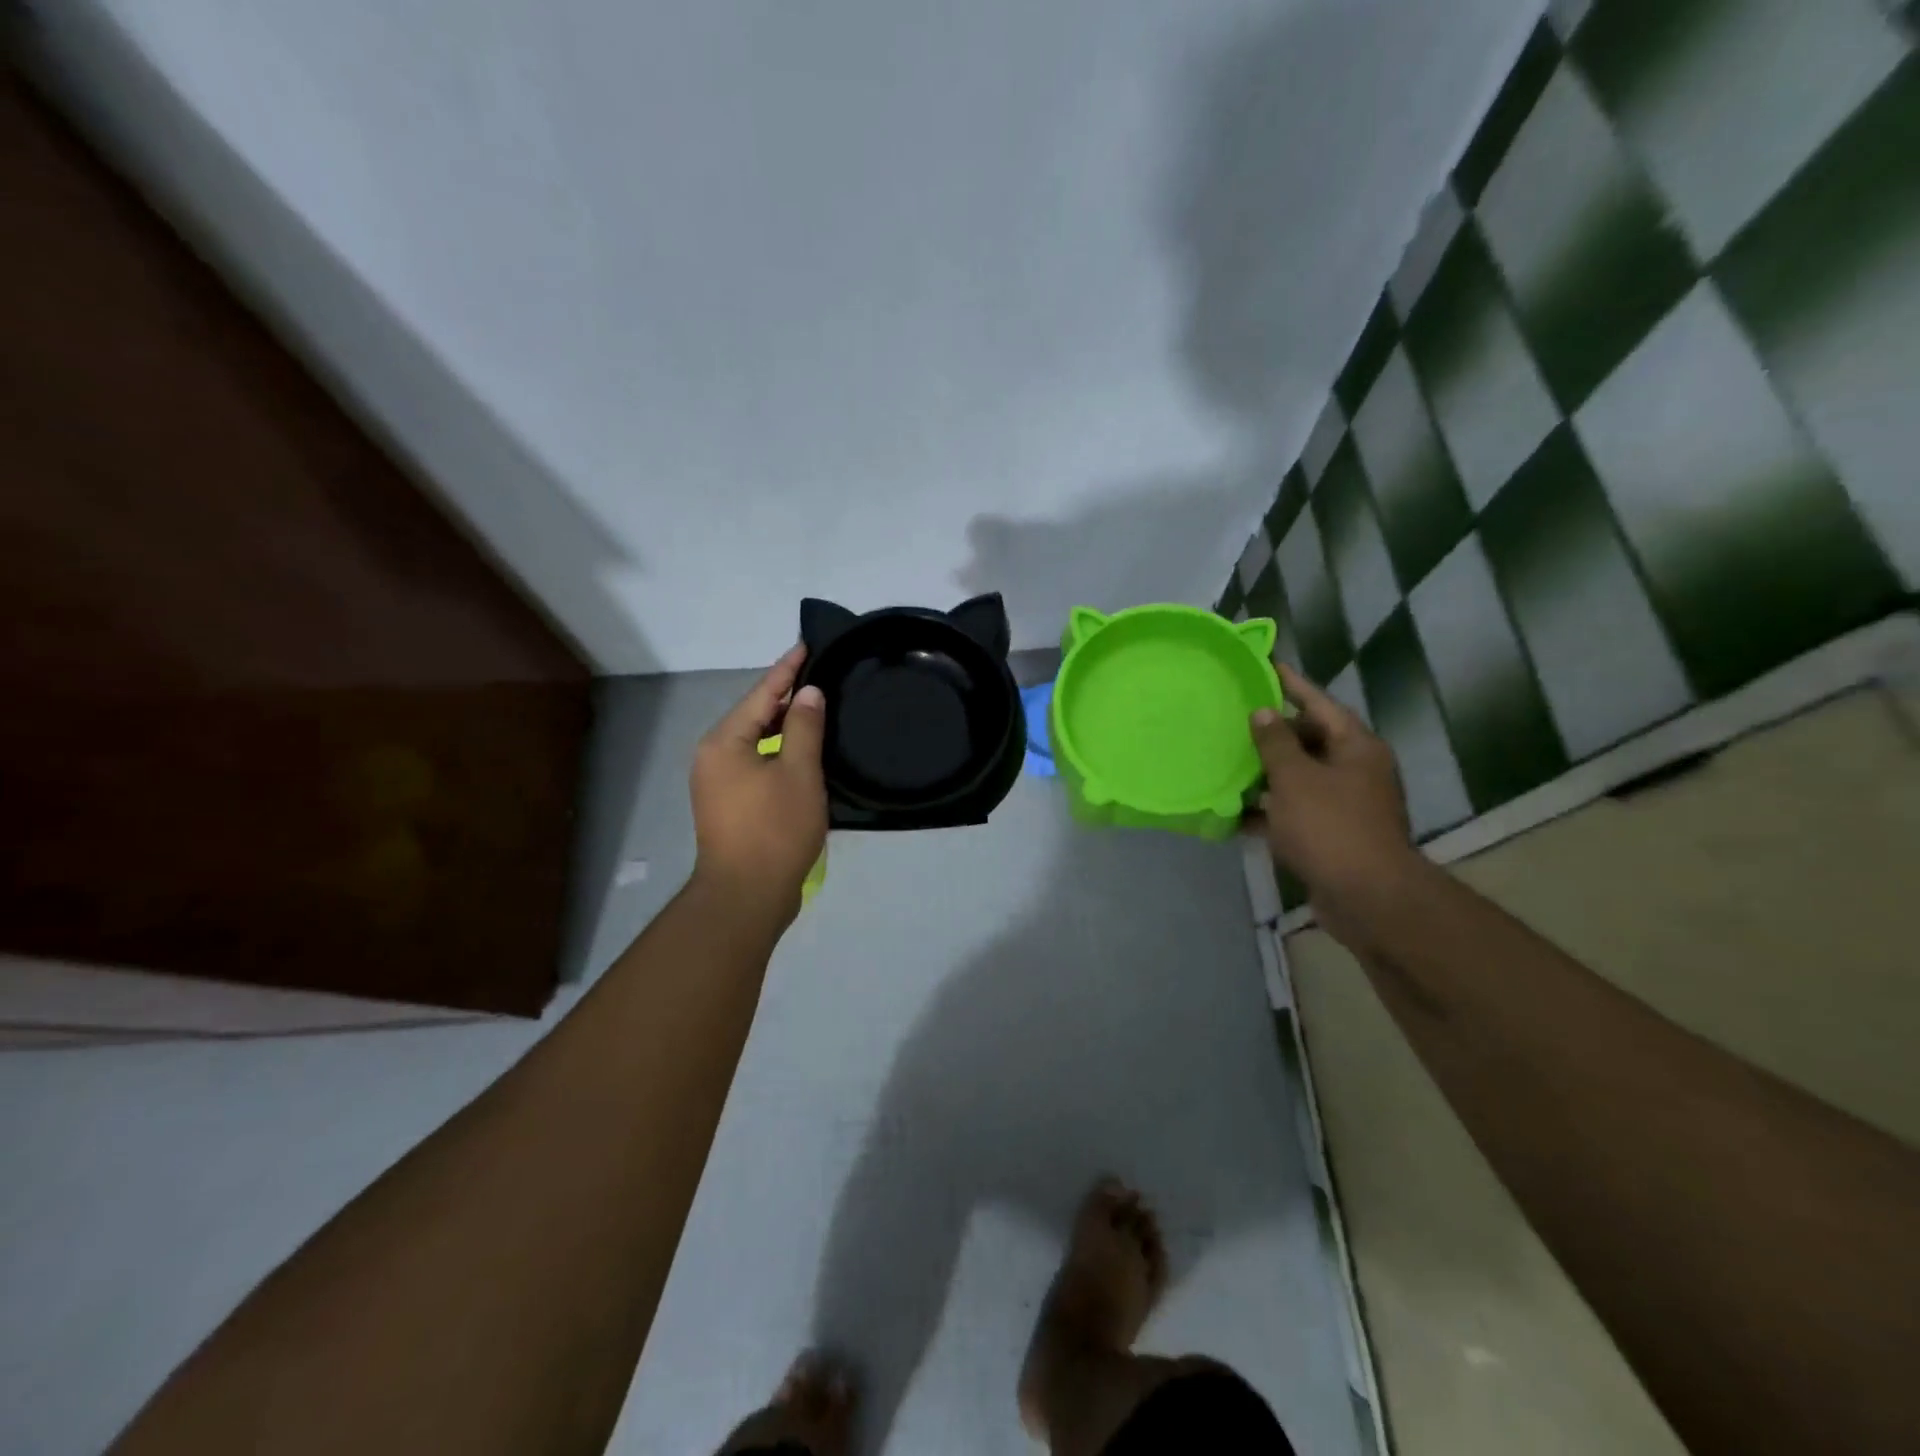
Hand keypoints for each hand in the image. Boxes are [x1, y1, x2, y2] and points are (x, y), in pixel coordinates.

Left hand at [690, 645, 828, 926]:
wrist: (746, 895)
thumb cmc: (774, 829)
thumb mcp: (799, 772)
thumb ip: (804, 727)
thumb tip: (807, 693)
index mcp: (725, 741)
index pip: (761, 693)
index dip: (787, 669)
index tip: (806, 644)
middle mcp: (713, 756)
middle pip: (755, 715)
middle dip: (786, 696)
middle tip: (820, 675)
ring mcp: (718, 783)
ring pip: (755, 741)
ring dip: (784, 726)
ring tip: (816, 708)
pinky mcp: (729, 805)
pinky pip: (756, 763)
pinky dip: (779, 752)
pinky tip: (803, 751)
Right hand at [1250, 663, 1417, 936]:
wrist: (1366, 898)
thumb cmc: (1331, 827)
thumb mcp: (1296, 779)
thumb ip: (1276, 744)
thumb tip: (1264, 712)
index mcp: (1355, 747)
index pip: (1318, 703)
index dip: (1291, 684)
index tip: (1265, 665)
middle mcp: (1354, 770)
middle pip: (1308, 740)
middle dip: (1271, 732)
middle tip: (1233, 716)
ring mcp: (1343, 804)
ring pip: (1297, 777)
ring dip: (1264, 772)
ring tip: (1224, 759)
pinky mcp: (1329, 834)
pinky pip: (1293, 811)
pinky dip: (1266, 810)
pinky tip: (1232, 810)